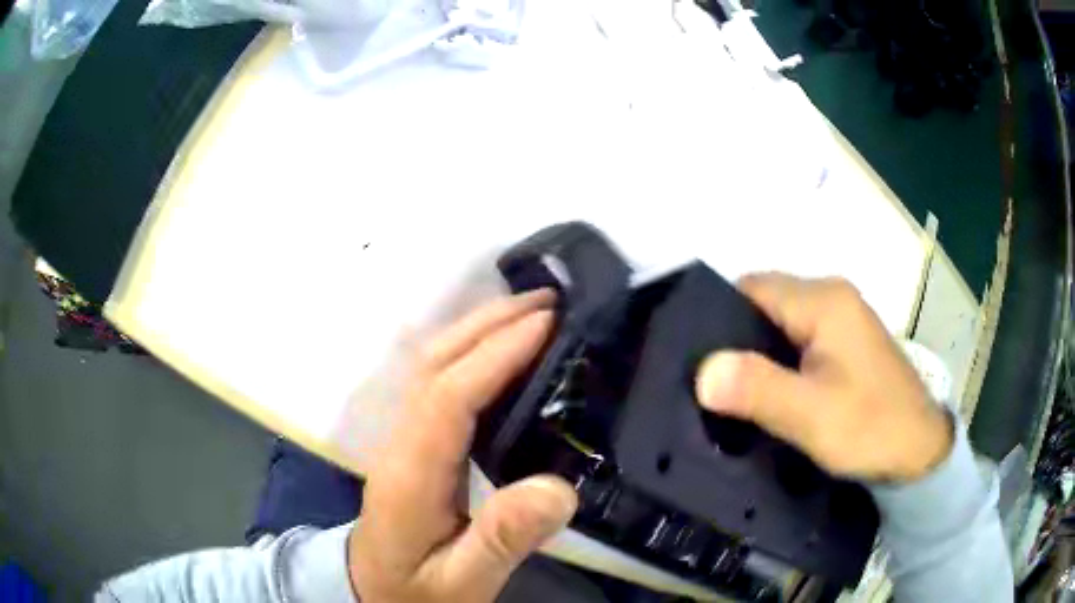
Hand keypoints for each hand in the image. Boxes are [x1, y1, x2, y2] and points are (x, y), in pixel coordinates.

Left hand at [349, 290, 577, 602]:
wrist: (372, 592)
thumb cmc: (417, 590)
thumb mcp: (463, 582)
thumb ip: (503, 540)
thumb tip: (558, 488)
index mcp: (410, 475)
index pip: (449, 396)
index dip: (495, 354)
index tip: (546, 324)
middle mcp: (400, 443)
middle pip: (434, 365)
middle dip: (488, 324)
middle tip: (548, 301)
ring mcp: (401, 439)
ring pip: (432, 366)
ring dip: (479, 330)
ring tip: (531, 312)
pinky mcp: (412, 443)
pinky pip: (439, 382)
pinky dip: (471, 352)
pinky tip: (501, 350)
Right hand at [695, 274, 952, 481]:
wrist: (919, 452)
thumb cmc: (870, 428)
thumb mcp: (811, 415)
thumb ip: (758, 389)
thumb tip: (701, 371)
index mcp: (823, 301)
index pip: (751, 289)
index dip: (718, 320)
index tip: (696, 363)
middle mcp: (832, 296)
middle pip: (765, 303)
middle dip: (736, 339)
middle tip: (711, 385)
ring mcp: (842, 318)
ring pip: (781, 322)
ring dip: (757, 352)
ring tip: (733, 391)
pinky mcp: (846, 341)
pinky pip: (798, 338)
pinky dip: (779, 360)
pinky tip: (770, 391)